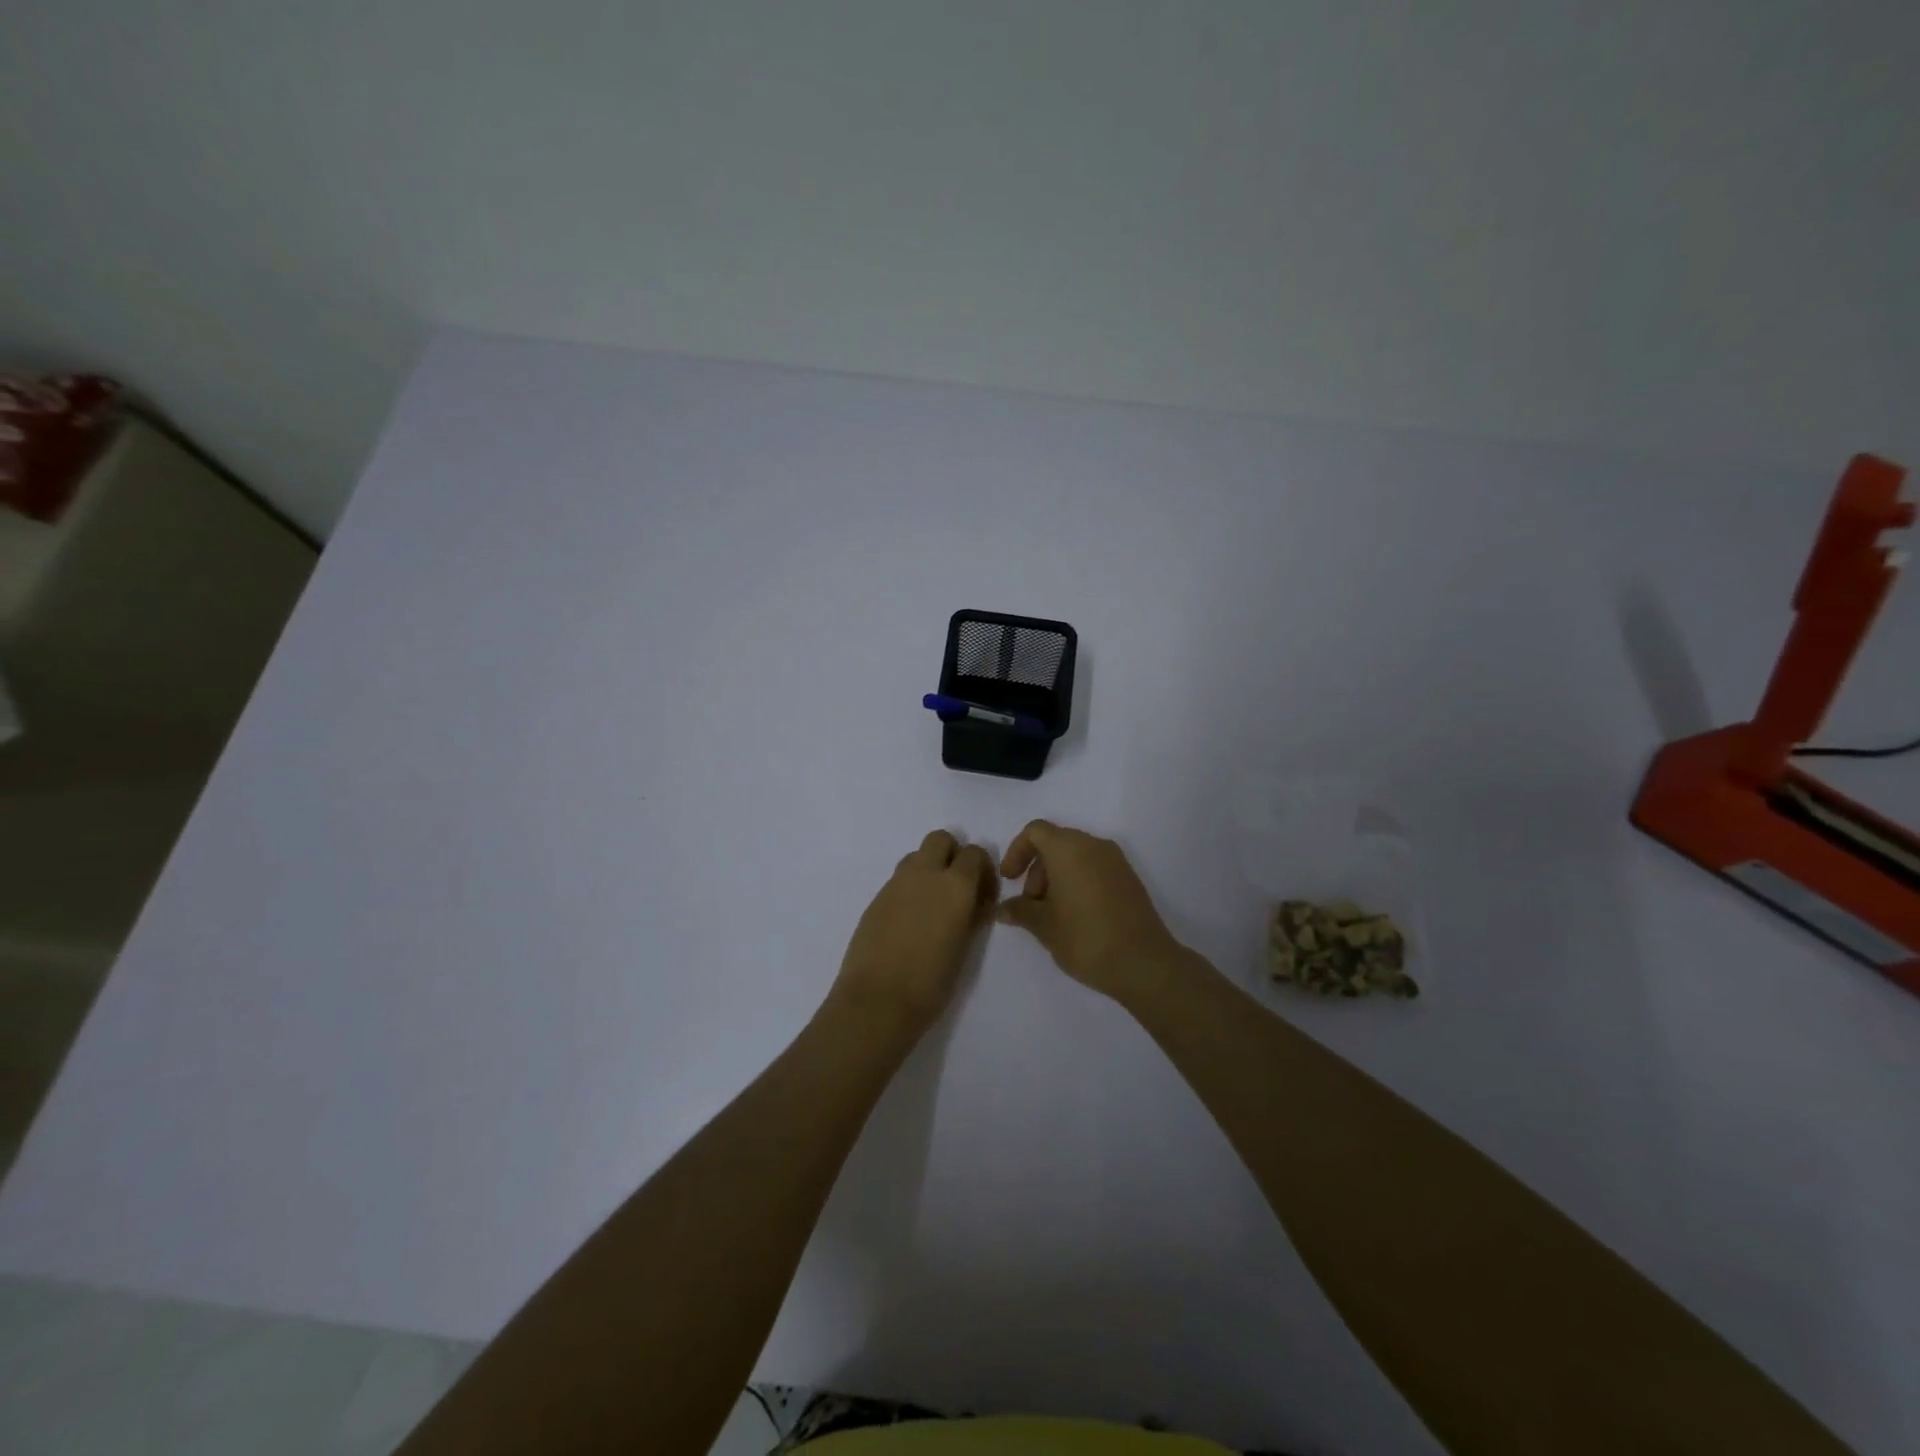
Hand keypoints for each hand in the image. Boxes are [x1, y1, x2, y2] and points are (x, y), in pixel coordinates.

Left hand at [832, 830, 998, 1034]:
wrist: (877, 1000)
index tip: (983, 896)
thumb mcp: (965, 948)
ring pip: (917, 856)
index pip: (975, 853)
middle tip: (956, 889)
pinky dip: (909, 889)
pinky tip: (909, 921)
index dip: (983, 871)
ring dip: (929, 869)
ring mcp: (896, 883)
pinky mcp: (876, 898)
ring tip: (932, 905)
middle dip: (952, 855)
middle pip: (941, 839)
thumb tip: (974, 904)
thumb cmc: (930, 982)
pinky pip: (899, 879)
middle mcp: (925, 873)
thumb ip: (971, 916)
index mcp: (955, 885)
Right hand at [997, 820, 1188, 1001]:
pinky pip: (1095, 868)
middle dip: (1037, 868)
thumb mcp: (1043, 926)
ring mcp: (1116, 861)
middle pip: (1056, 842)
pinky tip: (1076, 916)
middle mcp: (1094, 845)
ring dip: (1057, 876)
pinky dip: (1079, 881)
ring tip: (1052, 913)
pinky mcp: (1130, 879)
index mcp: (1068, 848)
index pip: (1035, 831)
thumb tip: (1003, 909)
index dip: (1017, 851)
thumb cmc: (1084, 937)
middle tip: (1031, 903)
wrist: (1143, 962)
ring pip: (1077, 856)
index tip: (1010, 880)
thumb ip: (1020, 911)